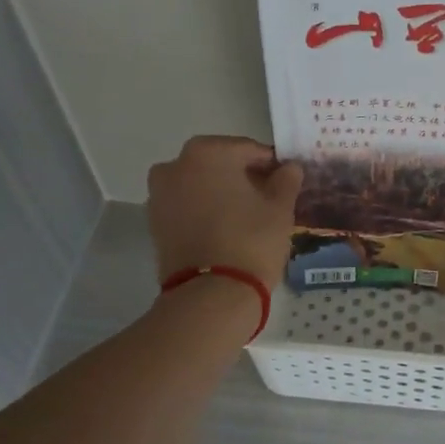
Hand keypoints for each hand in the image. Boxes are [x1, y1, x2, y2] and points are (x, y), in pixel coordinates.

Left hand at [147, 135, 303, 286]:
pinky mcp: (154, 222)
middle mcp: (176, 165)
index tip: (286, 181)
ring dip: (221, 192)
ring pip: (200, 184)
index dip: (271, 165)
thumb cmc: (251, 240)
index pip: (249, 150)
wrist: (211, 294)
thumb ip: (286, 180)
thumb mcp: (280, 208)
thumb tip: (289, 167)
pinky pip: (186, 205)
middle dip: (243, 176)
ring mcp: (160, 194)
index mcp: (208, 152)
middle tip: (268, 198)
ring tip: (247, 216)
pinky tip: (225, 228)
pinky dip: (204, 210)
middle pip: (220, 163)